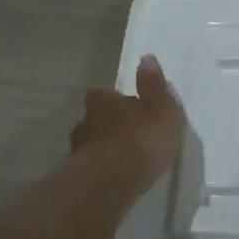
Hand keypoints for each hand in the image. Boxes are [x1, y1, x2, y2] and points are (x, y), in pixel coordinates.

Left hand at [71, 56, 184, 192]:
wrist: (112, 182)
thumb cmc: (141, 139)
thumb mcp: (160, 108)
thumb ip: (153, 86)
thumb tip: (146, 57)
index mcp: (104, 102)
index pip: (103, 94)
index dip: (114, 100)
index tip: (128, 108)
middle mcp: (86, 122)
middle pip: (95, 119)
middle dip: (108, 126)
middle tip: (127, 135)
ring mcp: (78, 151)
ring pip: (91, 145)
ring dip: (104, 149)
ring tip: (122, 161)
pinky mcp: (79, 177)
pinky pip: (91, 169)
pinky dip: (101, 171)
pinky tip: (115, 179)